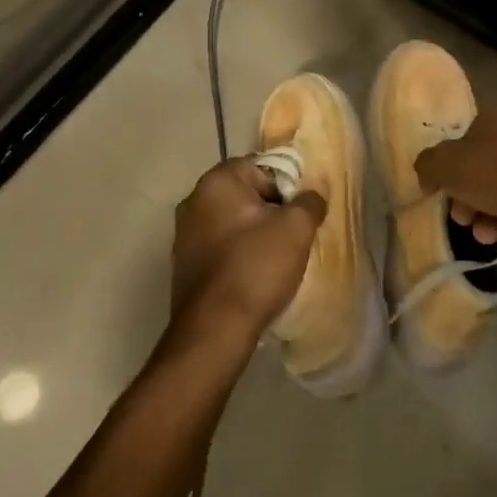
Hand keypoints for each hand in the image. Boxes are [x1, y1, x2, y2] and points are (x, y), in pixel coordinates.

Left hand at [171, 158, 326, 346]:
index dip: (288, 185)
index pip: (262, 166)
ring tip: (279, 258)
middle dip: (272, 210)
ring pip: (233, 222)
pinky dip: (239, 254)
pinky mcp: (184, 265)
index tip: (302, 211)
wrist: (214, 330)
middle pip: (246, 194)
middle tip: (295, 234)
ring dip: (256, 234)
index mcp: (217, 181)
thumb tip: (312, 194)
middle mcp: (194, 200)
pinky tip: (256, 275)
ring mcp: (184, 234)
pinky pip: (221, 247)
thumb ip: (309, 201)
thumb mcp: (296, 227)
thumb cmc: (256, 266)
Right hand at [414, 107, 496, 243]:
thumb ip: (428, 164)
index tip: (442, 193)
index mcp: (493, 116)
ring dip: (485, 212)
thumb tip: (428, 172)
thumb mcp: (445, 165)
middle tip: (461, 218)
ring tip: (482, 235)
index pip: (463, 139)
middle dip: (466, 196)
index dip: (448, 167)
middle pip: (482, 166)